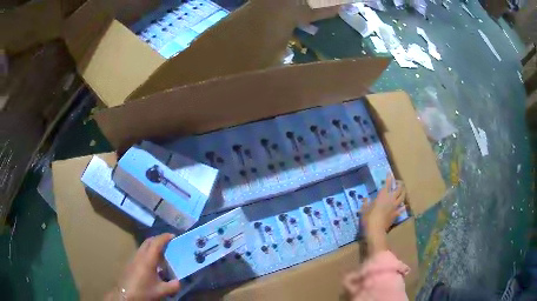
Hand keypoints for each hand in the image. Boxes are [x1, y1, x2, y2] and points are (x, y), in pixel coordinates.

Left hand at [105, 233, 180, 300]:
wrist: (125, 295)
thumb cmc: (143, 291)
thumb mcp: (161, 291)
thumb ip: (173, 286)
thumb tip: (179, 282)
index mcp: (148, 260)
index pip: (156, 243)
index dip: (164, 237)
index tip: (172, 235)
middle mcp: (139, 256)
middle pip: (148, 241)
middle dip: (158, 239)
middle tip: (168, 242)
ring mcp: (133, 259)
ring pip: (143, 247)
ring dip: (152, 246)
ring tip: (162, 254)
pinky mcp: (130, 264)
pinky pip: (141, 253)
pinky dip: (148, 253)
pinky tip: (153, 265)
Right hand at [362, 175, 405, 253]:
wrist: (376, 230)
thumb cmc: (368, 218)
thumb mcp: (364, 210)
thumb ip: (366, 203)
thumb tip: (365, 199)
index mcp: (383, 195)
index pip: (387, 183)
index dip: (389, 178)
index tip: (389, 173)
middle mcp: (391, 198)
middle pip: (399, 188)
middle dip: (399, 183)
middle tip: (397, 182)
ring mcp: (395, 206)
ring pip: (403, 196)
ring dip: (403, 192)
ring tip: (401, 191)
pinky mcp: (396, 214)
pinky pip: (402, 208)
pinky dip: (403, 206)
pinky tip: (403, 206)